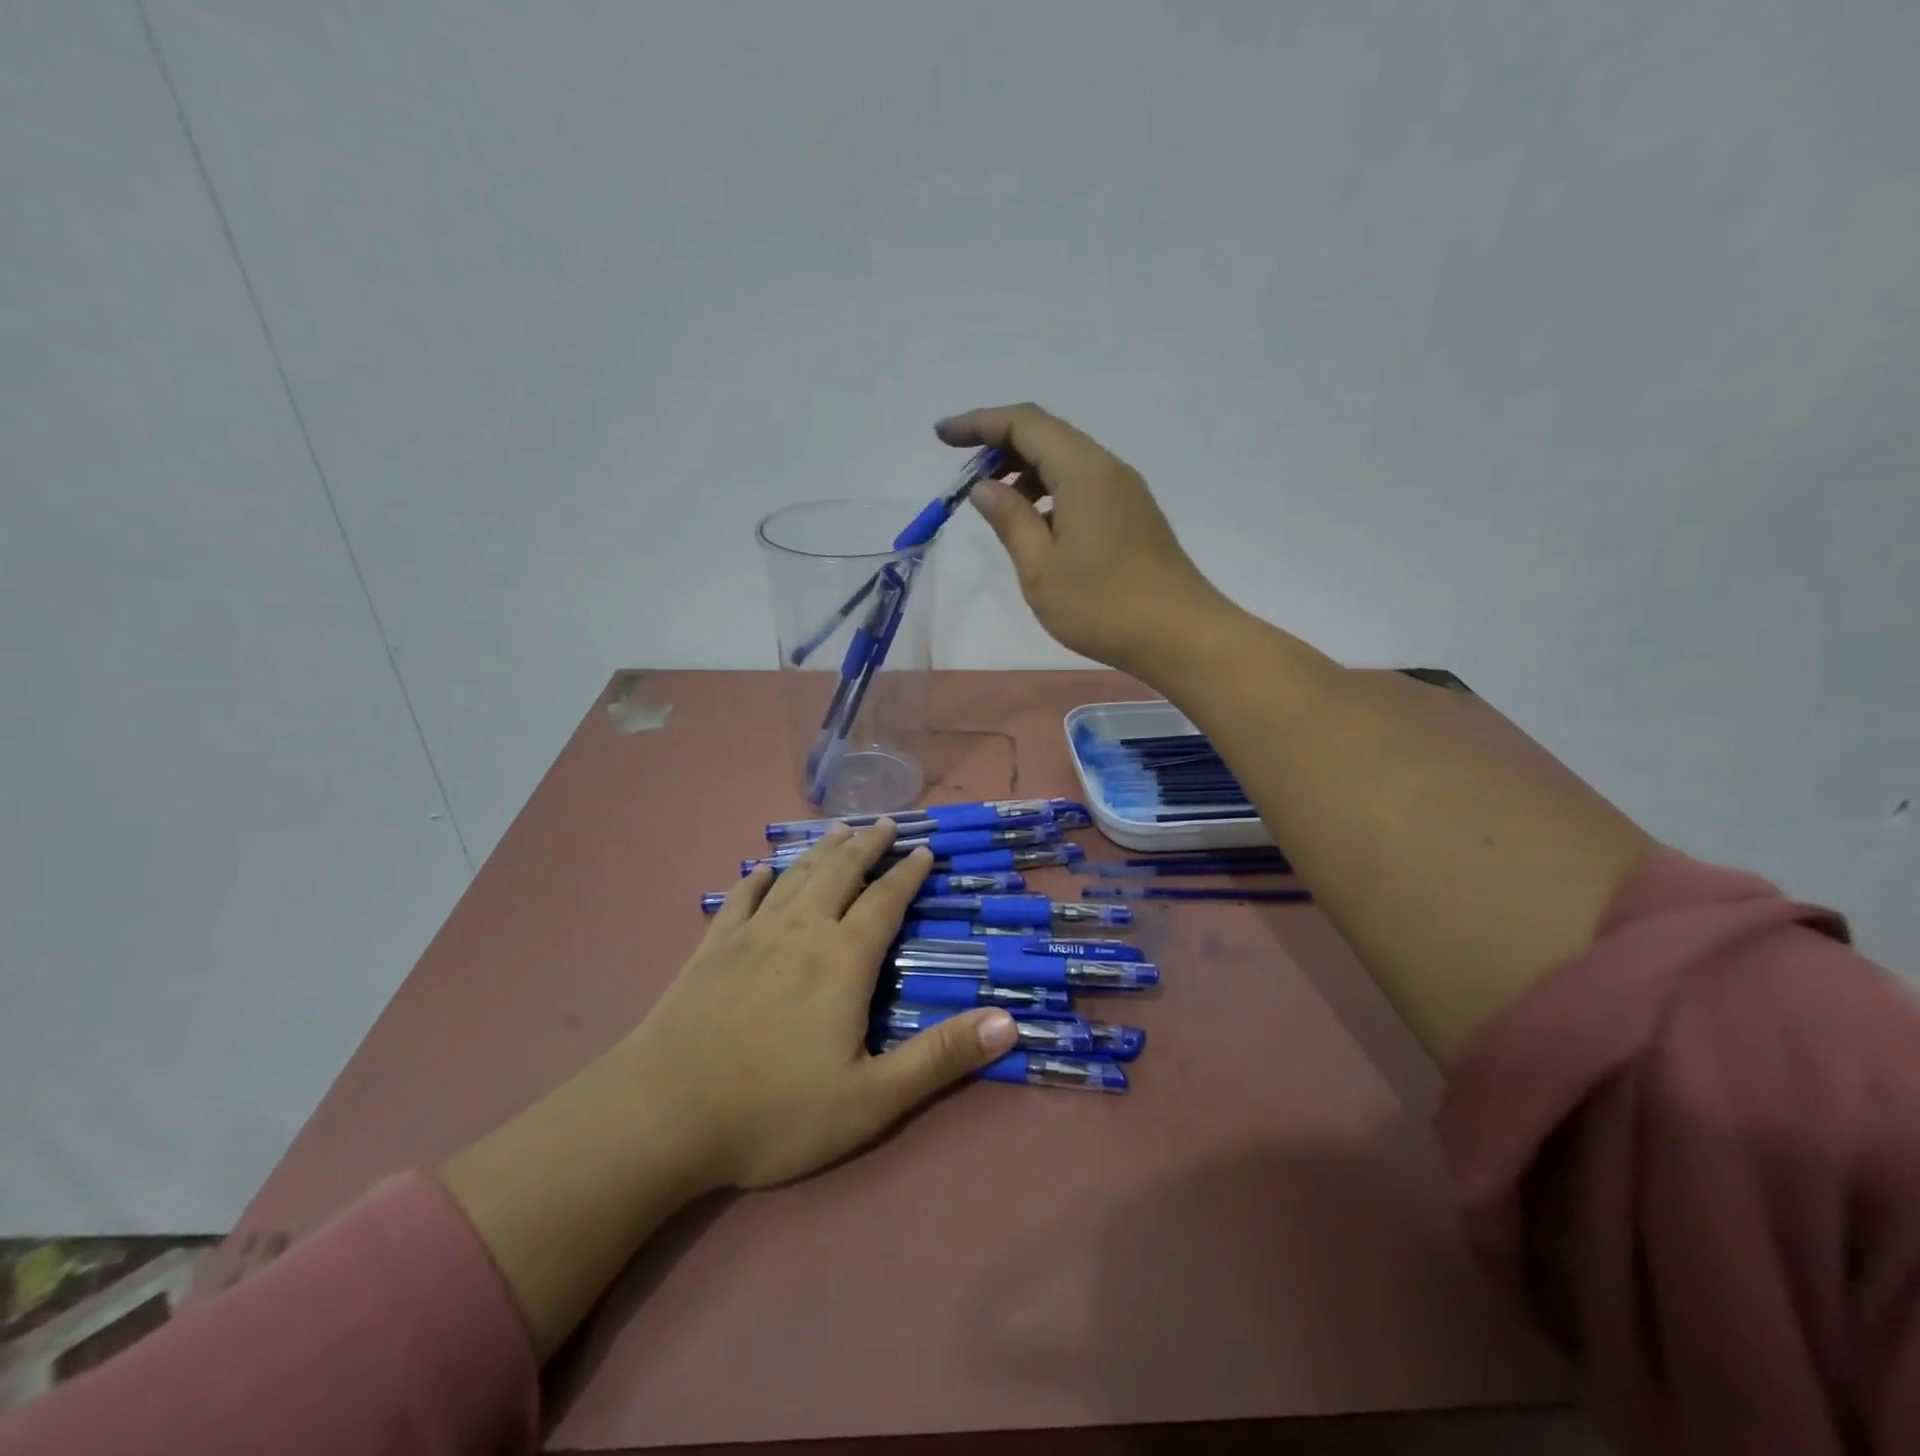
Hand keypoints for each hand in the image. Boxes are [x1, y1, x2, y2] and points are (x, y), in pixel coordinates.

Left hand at [614, 821, 1018, 1189]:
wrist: (664, 1114)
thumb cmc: (775, 1111)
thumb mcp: (873, 1098)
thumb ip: (941, 1058)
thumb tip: (1009, 1021)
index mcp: (844, 959)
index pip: (886, 901)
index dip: (909, 873)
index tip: (924, 849)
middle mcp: (802, 930)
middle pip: (841, 872)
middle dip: (868, 845)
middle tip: (886, 823)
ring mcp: (752, 934)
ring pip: (796, 875)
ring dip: (822, 850)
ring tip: (838, 831)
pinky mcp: (712, 948)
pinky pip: (742, 899)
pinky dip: (758, 879)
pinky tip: (763, 870)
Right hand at [937, 403, 1225, 673]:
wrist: (1179, 635)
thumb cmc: (1103, 605)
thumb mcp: (1041, 568)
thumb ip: (1010, 520)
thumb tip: (985, 487)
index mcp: (1083, 470)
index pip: (1024, 423)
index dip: (979, 423)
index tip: (942, 437)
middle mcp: (1107, 469)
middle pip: (1047, 436)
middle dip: (999, 446)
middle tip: (964, 477)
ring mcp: (1125, 492)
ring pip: (1066, 462)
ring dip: (1025, 472)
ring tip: (995, 505)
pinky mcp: (1133, 516)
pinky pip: (1083, 486)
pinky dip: (1050, 492)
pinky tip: (1036, 526)